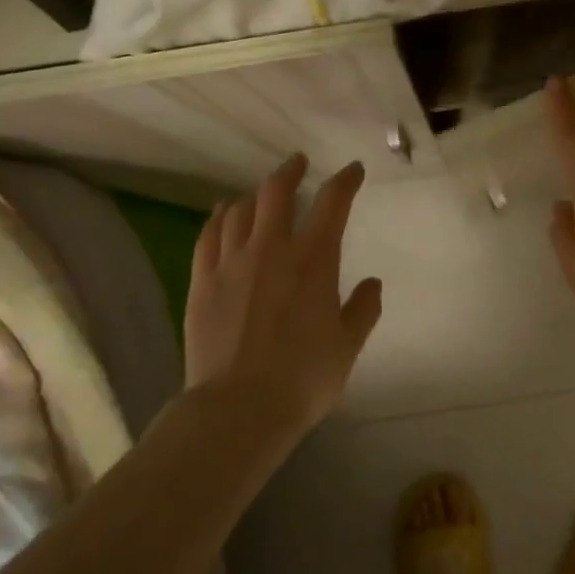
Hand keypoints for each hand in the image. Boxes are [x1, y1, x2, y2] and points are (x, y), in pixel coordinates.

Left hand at [184, 155, 382, 428]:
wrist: (238, 410)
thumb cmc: (303, 378)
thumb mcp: (348, 345)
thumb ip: (363, 309)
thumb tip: (372, 283)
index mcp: (313, 259)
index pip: (333, 202)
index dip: (345, 180)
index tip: (352, 171)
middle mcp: (271, 249)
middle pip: (276, 191)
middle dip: (290, 171)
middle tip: (298, 163)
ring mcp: (231, 263)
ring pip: (239, 210)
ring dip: (254, 196)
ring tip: (260, 195)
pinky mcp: (202, 282)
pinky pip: (208, 236)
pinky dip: (218, 218)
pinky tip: (222, 215)